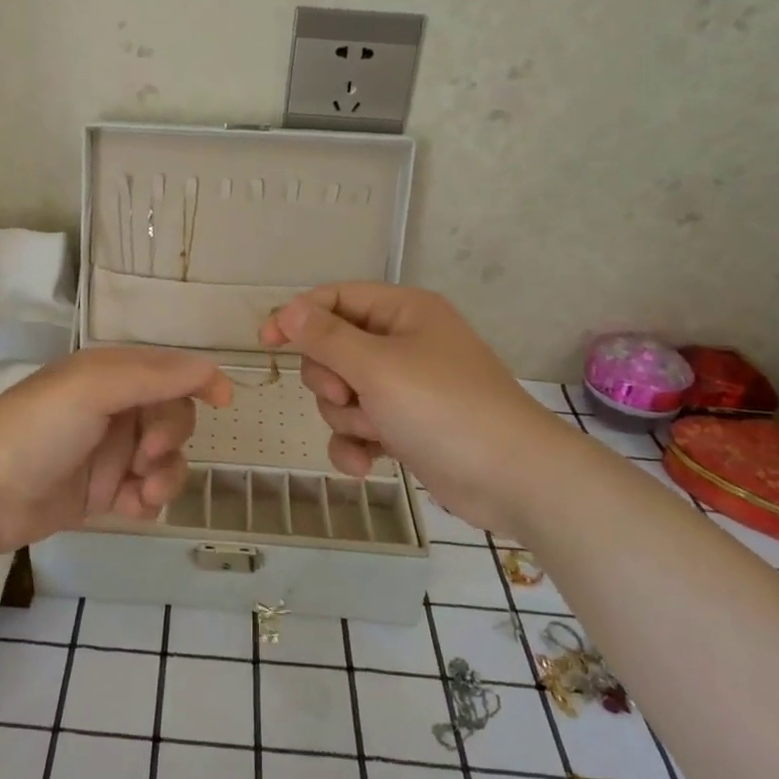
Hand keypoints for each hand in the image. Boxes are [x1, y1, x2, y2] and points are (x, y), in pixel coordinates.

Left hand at [0, 347, 232, 555]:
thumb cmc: (36, 430)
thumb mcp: (92, 388)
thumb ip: (153, 376)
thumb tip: (210, 369)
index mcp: (108, 374)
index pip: (167, 369)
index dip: (198, 381)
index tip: (225, 401)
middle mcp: (112, 408)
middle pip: (172, 415)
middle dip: (170, 436)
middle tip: (146, 454)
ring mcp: (108, 452)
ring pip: (165, 458)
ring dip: (165, 475)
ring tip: (143, 492)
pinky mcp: (102, 492)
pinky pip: (146, 491)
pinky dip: (148, 499)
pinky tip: (131, 509)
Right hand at [259, 283, 572, 529]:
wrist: (513, 479)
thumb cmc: (444, 408)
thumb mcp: (377, 367)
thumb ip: (326, 337)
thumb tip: (288, 309)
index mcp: (403, 312)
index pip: (335, 298)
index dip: (298, 316)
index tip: (266, 342)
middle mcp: (403, 343)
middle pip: (333, 350)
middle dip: (331, 380)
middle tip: (348, 396)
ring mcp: (405, 388)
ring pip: (342, 393)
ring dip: (347, 418)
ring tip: (375, 434)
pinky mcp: (406, 427)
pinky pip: (359, 427)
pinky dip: (357, 445)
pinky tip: (367, 465)